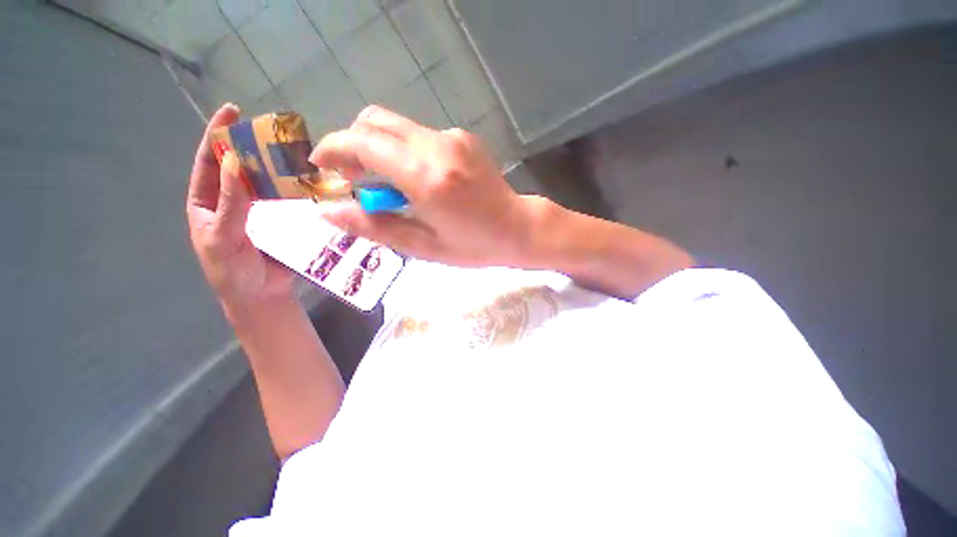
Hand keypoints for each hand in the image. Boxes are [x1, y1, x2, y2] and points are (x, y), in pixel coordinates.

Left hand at [186, 104, 293, 306]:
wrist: (261, 295)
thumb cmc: (233, 271)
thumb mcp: (224, 236)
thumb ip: (230, 202)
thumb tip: (233, 160)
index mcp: (207, 202)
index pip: (209, 162)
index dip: (218, 135)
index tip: (232, 111)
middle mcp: (232, 200)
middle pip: (239, 166)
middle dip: (251, 146)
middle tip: (271, 131)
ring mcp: (259, 210)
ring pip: (265, 181)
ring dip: (276, 167)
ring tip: (291, 152)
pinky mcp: (282, 220)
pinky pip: (286, 200)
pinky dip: (293, 188)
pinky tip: (305, 181)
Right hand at [309, 106, 542, 267]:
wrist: (518, 228)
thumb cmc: (474, 246)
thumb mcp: (423, 247)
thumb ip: (374, 226)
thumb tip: (327, 211)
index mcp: (427, 178)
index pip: (362, 143)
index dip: (333, 150)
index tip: (323, 169)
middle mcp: (438, 146)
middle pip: (374, 120)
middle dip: (352, 144)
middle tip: (354, 179)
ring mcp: (453, 137)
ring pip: (396, 126)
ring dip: (379, 149)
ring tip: (390, 186)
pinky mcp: (463, 137)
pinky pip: (419, 135)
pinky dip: (405, 151)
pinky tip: (421, 179)